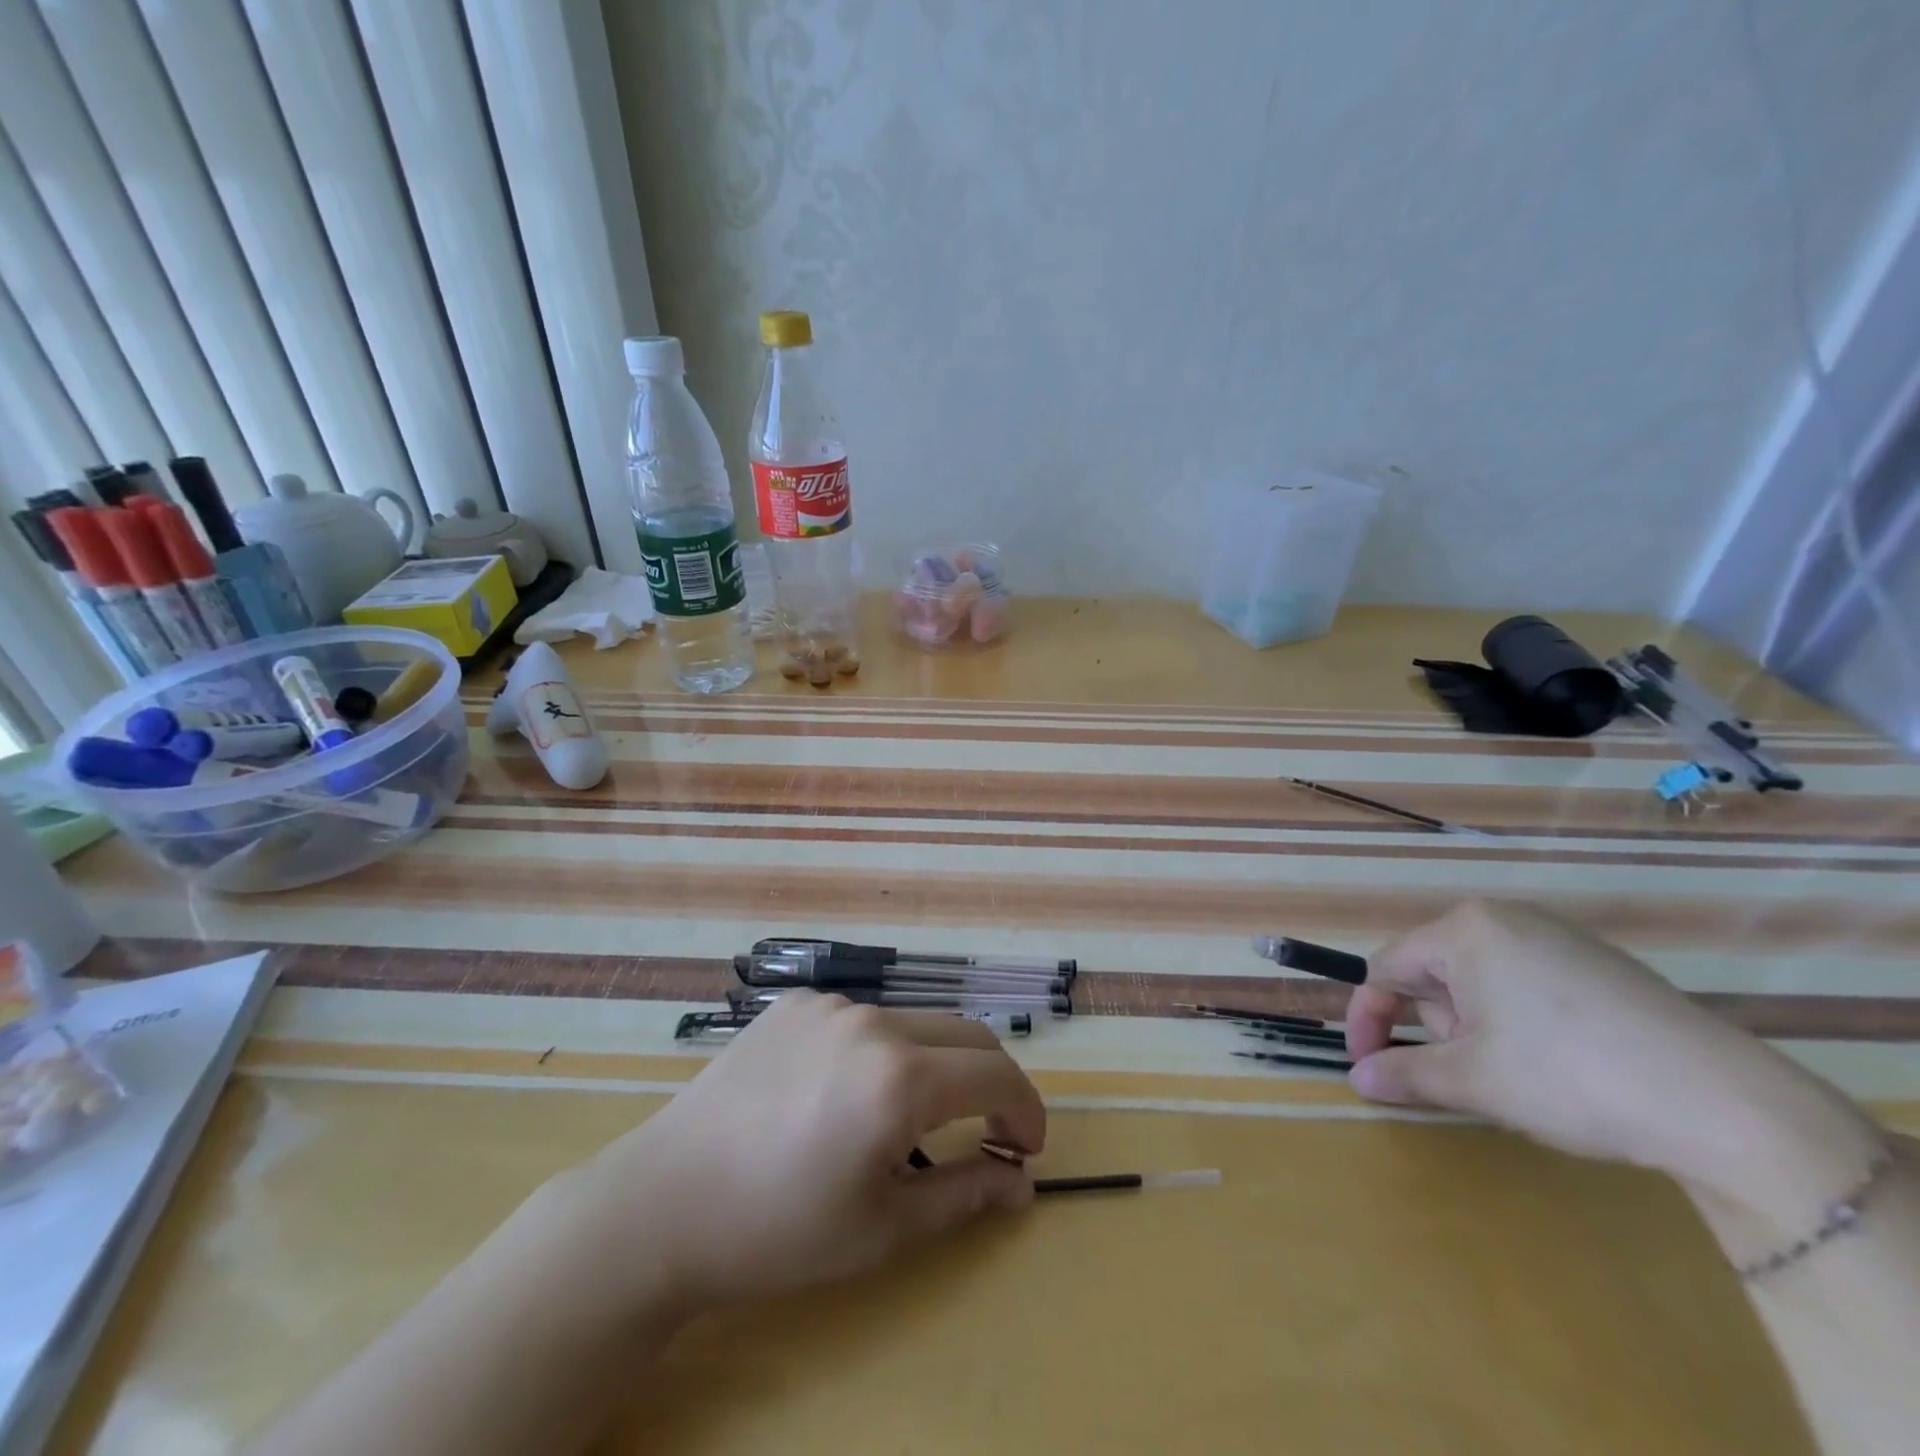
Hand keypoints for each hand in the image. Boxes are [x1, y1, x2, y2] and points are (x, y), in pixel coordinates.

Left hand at [560, 993, 1045, 1311]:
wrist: (664, 1204)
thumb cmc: (780, 1231)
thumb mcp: (884, 1227)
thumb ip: (966, 1194)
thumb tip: (1022, 1180)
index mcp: (901, 1077)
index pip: (996, 1074)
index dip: (1027, 1110)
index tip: (1027, 1147)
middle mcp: (873, 1021)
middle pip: (965, 1035)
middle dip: (991, 1081)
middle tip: (988, 1131)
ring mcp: (830, 1004)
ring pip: (914, 1023)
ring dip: (934, 1064)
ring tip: (908, 1120)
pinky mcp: (795, 1002)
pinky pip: (861, 1018)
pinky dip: (881, 1050)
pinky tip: (844, 1093)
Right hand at [1344, 900, 1883, 1223]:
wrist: (1727, 1106)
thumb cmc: (1570, 1076)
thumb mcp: (1473, 1080)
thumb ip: (1404, 1073)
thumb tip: (1358, 1079)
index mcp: (1464, 930)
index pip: (1386, 968)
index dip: (1368, 1018)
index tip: (1366, 1065)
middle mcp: (1505, 918)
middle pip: (1435, 972)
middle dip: (1439, 1026)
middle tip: (1473, 1074)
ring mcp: (1558, 936)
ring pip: (1480, 980)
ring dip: (1478, 1027)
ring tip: (1522, 1074)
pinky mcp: (1600, 963)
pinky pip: (1527, 982)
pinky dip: (1520, 1021)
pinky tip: (1561, 1062)